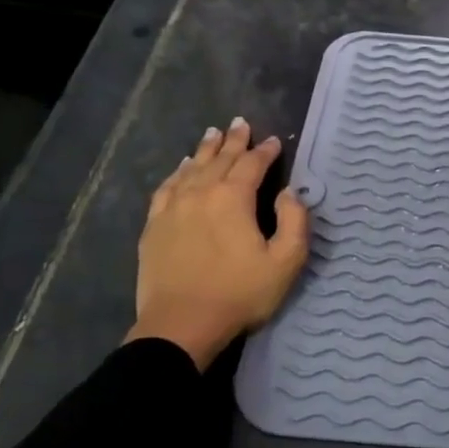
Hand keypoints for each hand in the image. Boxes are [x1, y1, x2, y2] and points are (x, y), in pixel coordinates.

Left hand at [125, 117, 310, 368]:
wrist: (182, 324)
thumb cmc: (240, 294)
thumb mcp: (285, 262)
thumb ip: (294, 222)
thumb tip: (289, 193)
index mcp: (233, 199)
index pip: (252, 164)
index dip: (266, 151)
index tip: (276, 141)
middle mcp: (201, 193)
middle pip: (219, 159)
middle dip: (234, 140)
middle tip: (241, 123)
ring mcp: (173, 208)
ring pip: (191, 168)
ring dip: (205, 149)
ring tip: (213, 133)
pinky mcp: (154, 226)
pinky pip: (167, 188)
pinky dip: (177, 173)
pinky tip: (181, 168)